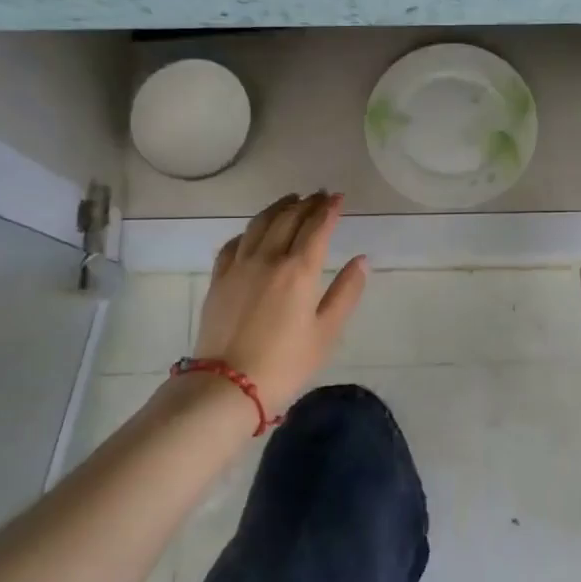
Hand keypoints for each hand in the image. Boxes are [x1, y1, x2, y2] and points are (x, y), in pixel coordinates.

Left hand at [193, 191, 367, 416]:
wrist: (227, 385)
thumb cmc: (285, 363)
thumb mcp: (326, 333)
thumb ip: (346, 293)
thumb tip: (361, 260)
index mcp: (299, 270)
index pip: (317, 228)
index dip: (329, 210)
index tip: (338, 197)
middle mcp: (268, 258)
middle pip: (288, 219)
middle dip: (306, 203)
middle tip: (318, 195)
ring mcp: (238, 266)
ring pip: (259, 224)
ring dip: (277, 208)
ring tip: (290, 200)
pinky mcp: (218, 279)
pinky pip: (233, 243)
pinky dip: (249, 231)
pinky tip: (253, 232)